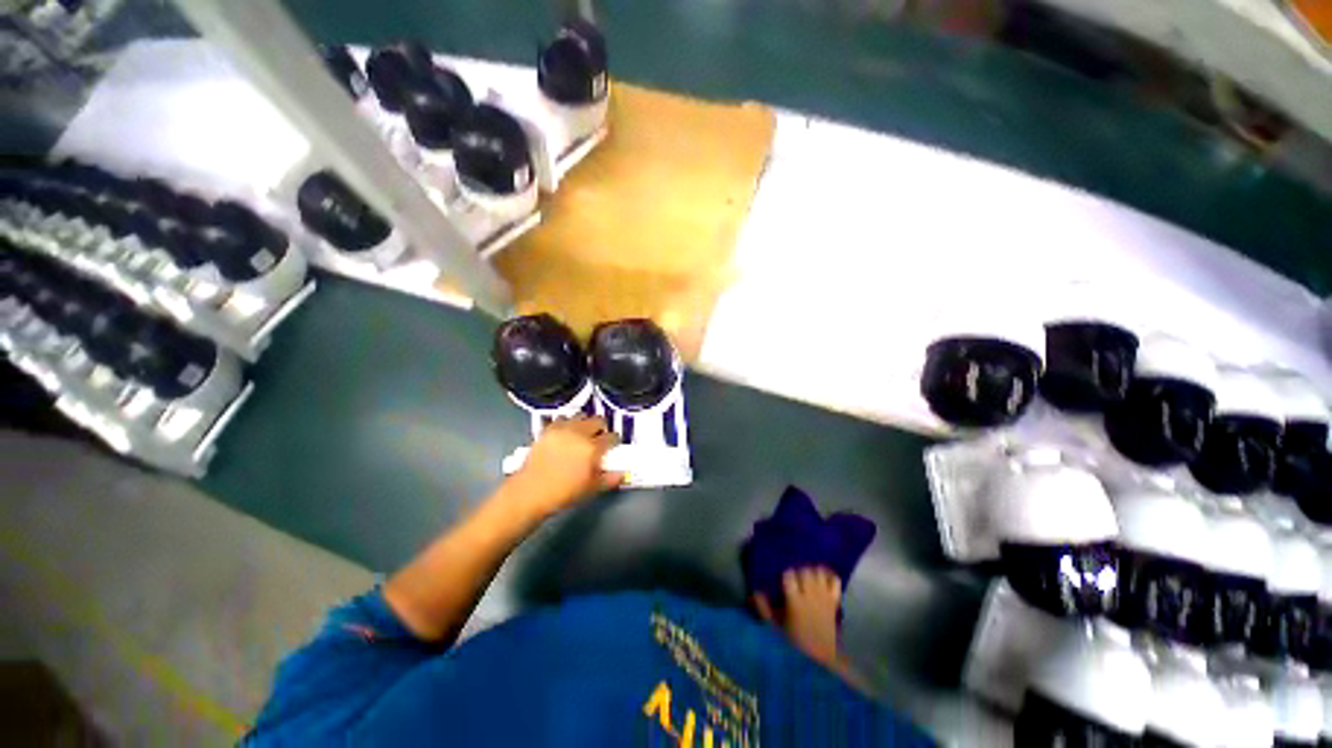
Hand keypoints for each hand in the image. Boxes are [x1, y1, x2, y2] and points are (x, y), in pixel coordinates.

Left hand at [506, 416, 623, 516]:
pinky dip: (567, 423)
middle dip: (601, 428)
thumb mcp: (591, 489)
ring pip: (581, 415)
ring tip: (582, 434)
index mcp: (592, 448)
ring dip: (585, 423)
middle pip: (598, 420)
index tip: (612, 447)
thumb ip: (610, 479)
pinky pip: (562, 418)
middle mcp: (579, 433)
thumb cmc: (563, 493)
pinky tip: (565, 434)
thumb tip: (623, 474)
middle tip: (598, 438)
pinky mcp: (548, 429)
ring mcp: (562, 429)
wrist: (529, 493)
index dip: (614, 442)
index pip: (612, 437)